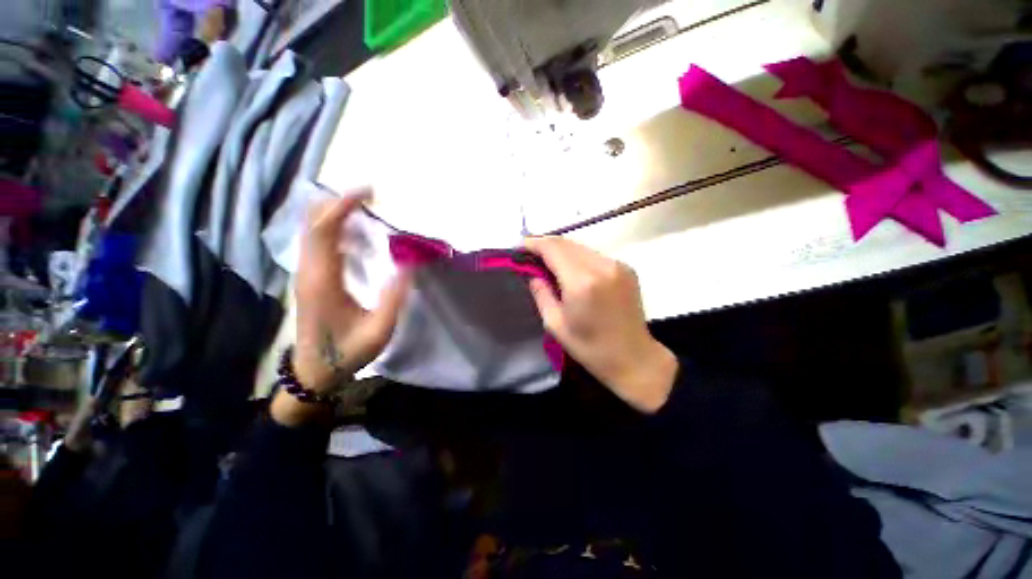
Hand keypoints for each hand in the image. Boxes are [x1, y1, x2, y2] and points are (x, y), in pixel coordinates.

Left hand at [275, 192, 411, 425]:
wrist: (314, 370)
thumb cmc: (347, 351)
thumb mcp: (378, 330)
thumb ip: (394, 297)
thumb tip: (409, 264)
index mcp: (323, 281)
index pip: (325, 232)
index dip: (343, 206)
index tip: (367, 193)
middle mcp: (309, 271)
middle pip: (313, 224)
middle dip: (338, 203)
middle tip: (369, 196)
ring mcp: (306, 274)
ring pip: (312, 230)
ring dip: (335, 213)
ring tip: (365, 207)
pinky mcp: (310, 278)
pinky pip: (316, 242)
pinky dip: (333, 228)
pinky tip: (355, 232)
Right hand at [524, 237, 677, 412]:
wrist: (633, 357)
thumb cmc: (590, 347)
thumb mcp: (555, 324)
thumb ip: (541, 293)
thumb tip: (533, 273)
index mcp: (581, 282)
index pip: (553, 248)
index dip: (534, 243)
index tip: (519, 247)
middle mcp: (601, 266)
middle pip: (567, 243)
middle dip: (546, 244)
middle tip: (530, 254)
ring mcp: (617, 265)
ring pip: (581, 247)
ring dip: (562, 250)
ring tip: (547, 261)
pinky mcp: (626, 268)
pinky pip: (594, 255)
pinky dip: (578, 257)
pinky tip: (571, 269)